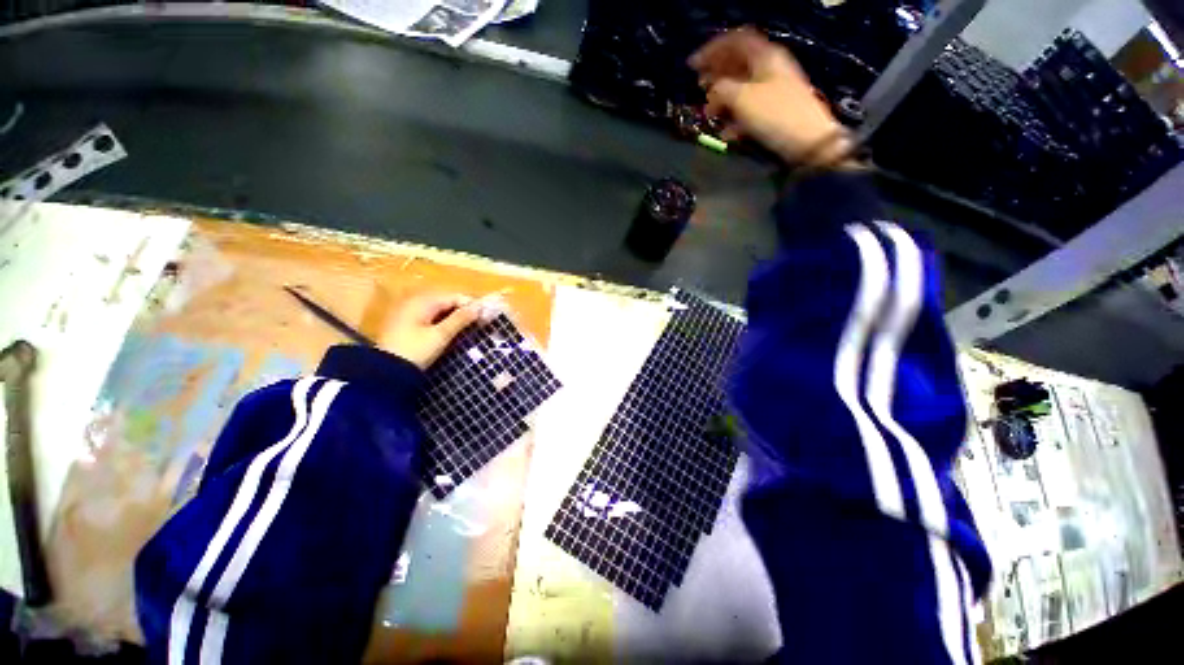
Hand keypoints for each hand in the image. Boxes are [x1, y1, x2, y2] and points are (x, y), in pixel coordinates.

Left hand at [380, 292, 479, 369]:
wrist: (385, 373)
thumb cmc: (415, 351)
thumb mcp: (440, 335)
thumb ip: (460, 319)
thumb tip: (479, 308)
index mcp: (422, 302)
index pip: (453, 297)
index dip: (471, 305)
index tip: (486, 316)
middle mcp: (414, 303)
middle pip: (446, 302)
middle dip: (463, 310)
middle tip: (480, 323)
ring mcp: (408, 314)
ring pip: (439, 310)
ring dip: (454, 317)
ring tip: (469, 328)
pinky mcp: (406, 325)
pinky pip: (430, 318)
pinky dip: (443, 322)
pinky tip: (452, 332)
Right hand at [689, 28, 848, 164]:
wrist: (807, 141)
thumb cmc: (774, 114)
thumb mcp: (742, 99)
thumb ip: (720, 90)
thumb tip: (711, 92)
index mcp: (764, 56)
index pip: (735, 41)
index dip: (711, 49)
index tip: (692, 66)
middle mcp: (769, 68)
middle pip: (737, 63)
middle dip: (715, 74)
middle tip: (698, 87)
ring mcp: (773, 89)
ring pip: (741, 87)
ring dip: (722, 98)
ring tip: (709, 114)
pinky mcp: (773, 110)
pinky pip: (748, 107)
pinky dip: (734, 116)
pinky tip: (726, 132)